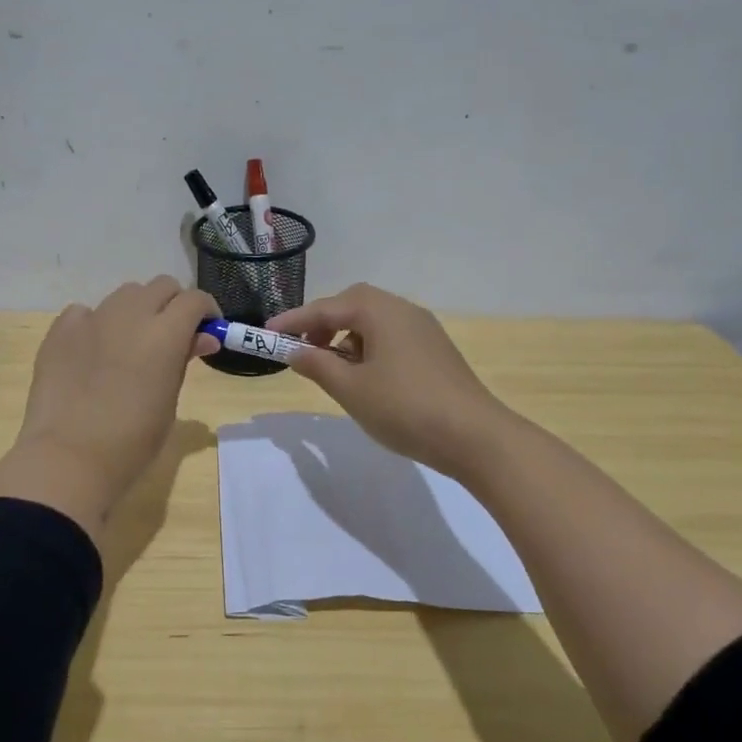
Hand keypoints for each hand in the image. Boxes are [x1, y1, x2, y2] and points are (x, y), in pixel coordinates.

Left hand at [0, 278, 218, 538]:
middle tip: (173, 336)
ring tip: (132, 344)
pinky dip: (97, 324)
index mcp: (165, 333)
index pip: (194, 299)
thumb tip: (201, 338)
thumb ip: (183, 362)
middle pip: (161, 286)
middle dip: (173, 305)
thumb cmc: (132, 442)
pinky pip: (85, 312)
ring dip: (137, 310)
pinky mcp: (60, 330)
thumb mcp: (169, 403)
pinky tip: (94, 352)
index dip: (206, 312)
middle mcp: (130, 315)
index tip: (207, 332)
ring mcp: (91, 319)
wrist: (68, 458)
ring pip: (124, 294)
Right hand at [267, 283, 521, 481]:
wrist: (475, 436)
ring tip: (332, 369)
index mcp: (380, 311)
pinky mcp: (435, 351)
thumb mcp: (351, 389)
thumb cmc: (405, 408)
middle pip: (353, 305)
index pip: (327, 307)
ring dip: (346, 338)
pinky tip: (365, 377)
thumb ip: (317, 365)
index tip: (266, 334)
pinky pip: (391, 337)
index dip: (294, 321)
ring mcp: (423, 329)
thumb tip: (293, 350)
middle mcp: (403, 310)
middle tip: (302, 349)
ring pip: (374, 322)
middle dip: (323, 323)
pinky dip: (368, 348)